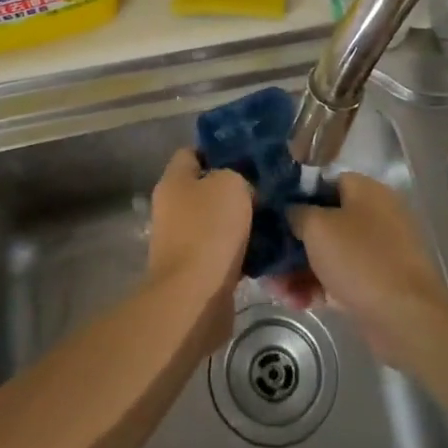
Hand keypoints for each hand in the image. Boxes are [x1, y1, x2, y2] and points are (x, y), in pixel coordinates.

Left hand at [146, 149, 251, 354]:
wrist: (195, 296)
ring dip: (242, 222)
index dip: (219, 150)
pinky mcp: (196, 269)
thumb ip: (237, 176)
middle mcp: (172, 208)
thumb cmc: (210, 230)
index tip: (249, 156)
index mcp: (174, 181)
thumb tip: (243, 190)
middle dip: (236, 189)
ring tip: (274, 218)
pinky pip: (224, 251)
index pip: (192, 152)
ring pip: (218, 221)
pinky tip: (267, 249)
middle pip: (207, 188)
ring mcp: (182, 240)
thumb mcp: (231, 184)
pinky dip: (242, 250)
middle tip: (269, 188)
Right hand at [274, 173, 447, 363]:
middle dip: (292, 243)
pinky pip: (339, 278)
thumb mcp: (317, 227)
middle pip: (323, 222)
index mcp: (365, 191)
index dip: (295, 197)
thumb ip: (297, 213)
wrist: (405, 316)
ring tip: (275, 289)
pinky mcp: (375, 283)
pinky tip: (295, 302)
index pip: (323, 183)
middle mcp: (373, 216)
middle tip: (267, 259)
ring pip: (328, 254)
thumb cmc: (360, 259)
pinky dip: (317, 287)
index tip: (271, 215)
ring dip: (299, 270)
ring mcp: (376, 251)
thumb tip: (291, 212)